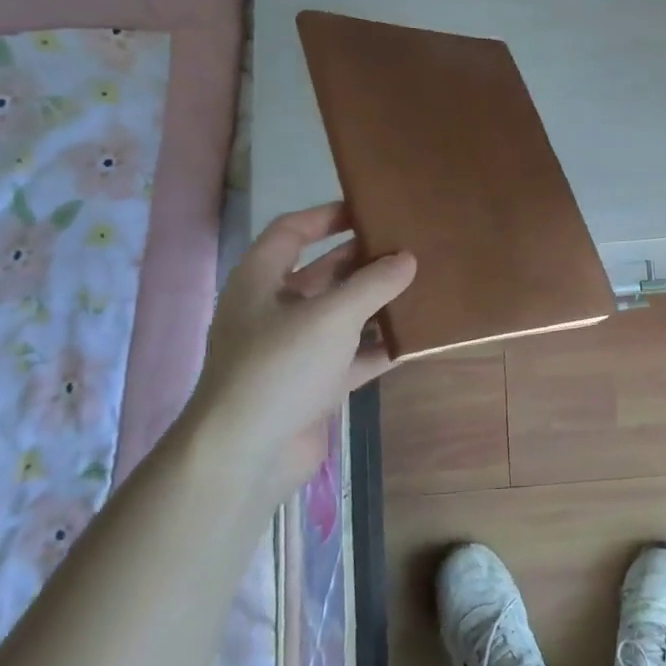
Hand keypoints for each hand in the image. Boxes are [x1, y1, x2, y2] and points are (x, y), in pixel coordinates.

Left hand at [185, 203, 415, 499]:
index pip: (292, 232)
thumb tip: (408, 258)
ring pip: (341, 315)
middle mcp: (274, 310)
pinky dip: (378, 348)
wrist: (246, 455)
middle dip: (362, 260)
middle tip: (407, 247)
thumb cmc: (280, 367)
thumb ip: (373, 284)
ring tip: (420, 286)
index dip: (327, 216)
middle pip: (321, 273)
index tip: (369, 209)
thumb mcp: (331, 316)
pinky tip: (414, 339)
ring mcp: (293, 350)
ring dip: (375, 303)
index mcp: (260, 281)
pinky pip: (352, 356)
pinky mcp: (312, 385)